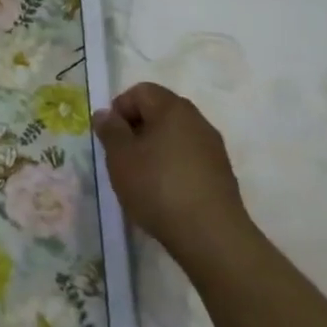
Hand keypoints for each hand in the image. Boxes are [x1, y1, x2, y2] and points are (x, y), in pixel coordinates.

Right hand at [92, 82, 249, 260]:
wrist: (211, 235)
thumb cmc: (157, 187)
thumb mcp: (120, 157)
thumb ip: (110, 130)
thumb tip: (105, 114)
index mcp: (172, 109)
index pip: (140, 91)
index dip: (119, 109)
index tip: (110, 137)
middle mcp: (197, 120)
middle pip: (159, 111)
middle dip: (136, 128)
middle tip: (121, 156)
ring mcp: (213, 147)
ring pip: (174, 135)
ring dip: (154, 148)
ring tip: (141, 177)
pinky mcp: (221, 173)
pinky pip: (188, 156)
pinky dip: (172, 166)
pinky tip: (163, 192)